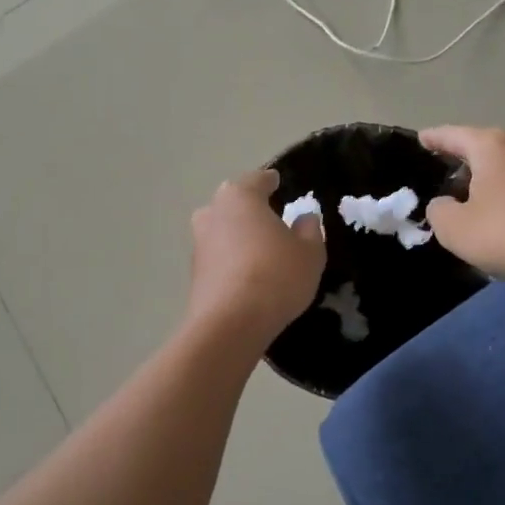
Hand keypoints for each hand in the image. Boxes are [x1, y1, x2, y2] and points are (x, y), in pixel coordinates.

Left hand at [187, 169, 326, 342]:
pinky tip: (248, 274)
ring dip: (238, 236)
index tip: (277, 181)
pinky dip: (232, 260)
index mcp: (240, 197)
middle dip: (249, 209)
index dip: (270, 181)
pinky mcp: (194, 274)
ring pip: (223, 231)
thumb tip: (305, 218)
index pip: (257, 180)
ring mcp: (199, 244)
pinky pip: (219, 257)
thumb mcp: (309, 252)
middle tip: (271, 217)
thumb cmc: (276, 275)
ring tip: (261, 249)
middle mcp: (213, 213)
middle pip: (233, 204)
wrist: (230, 324)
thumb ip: (309, 230)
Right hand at [420, 126, 504, 287]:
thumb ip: (438, 212)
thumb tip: (445, 204)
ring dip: (483, 185)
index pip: (451, 135)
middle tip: (437, 177)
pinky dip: (503, 201)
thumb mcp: (455, 228)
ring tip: (464, 204)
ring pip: (502, 171)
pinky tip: (497, 223)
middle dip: (459, 163)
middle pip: (480, 150)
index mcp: (490, 146)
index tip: (419, 139)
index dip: (432, 139)